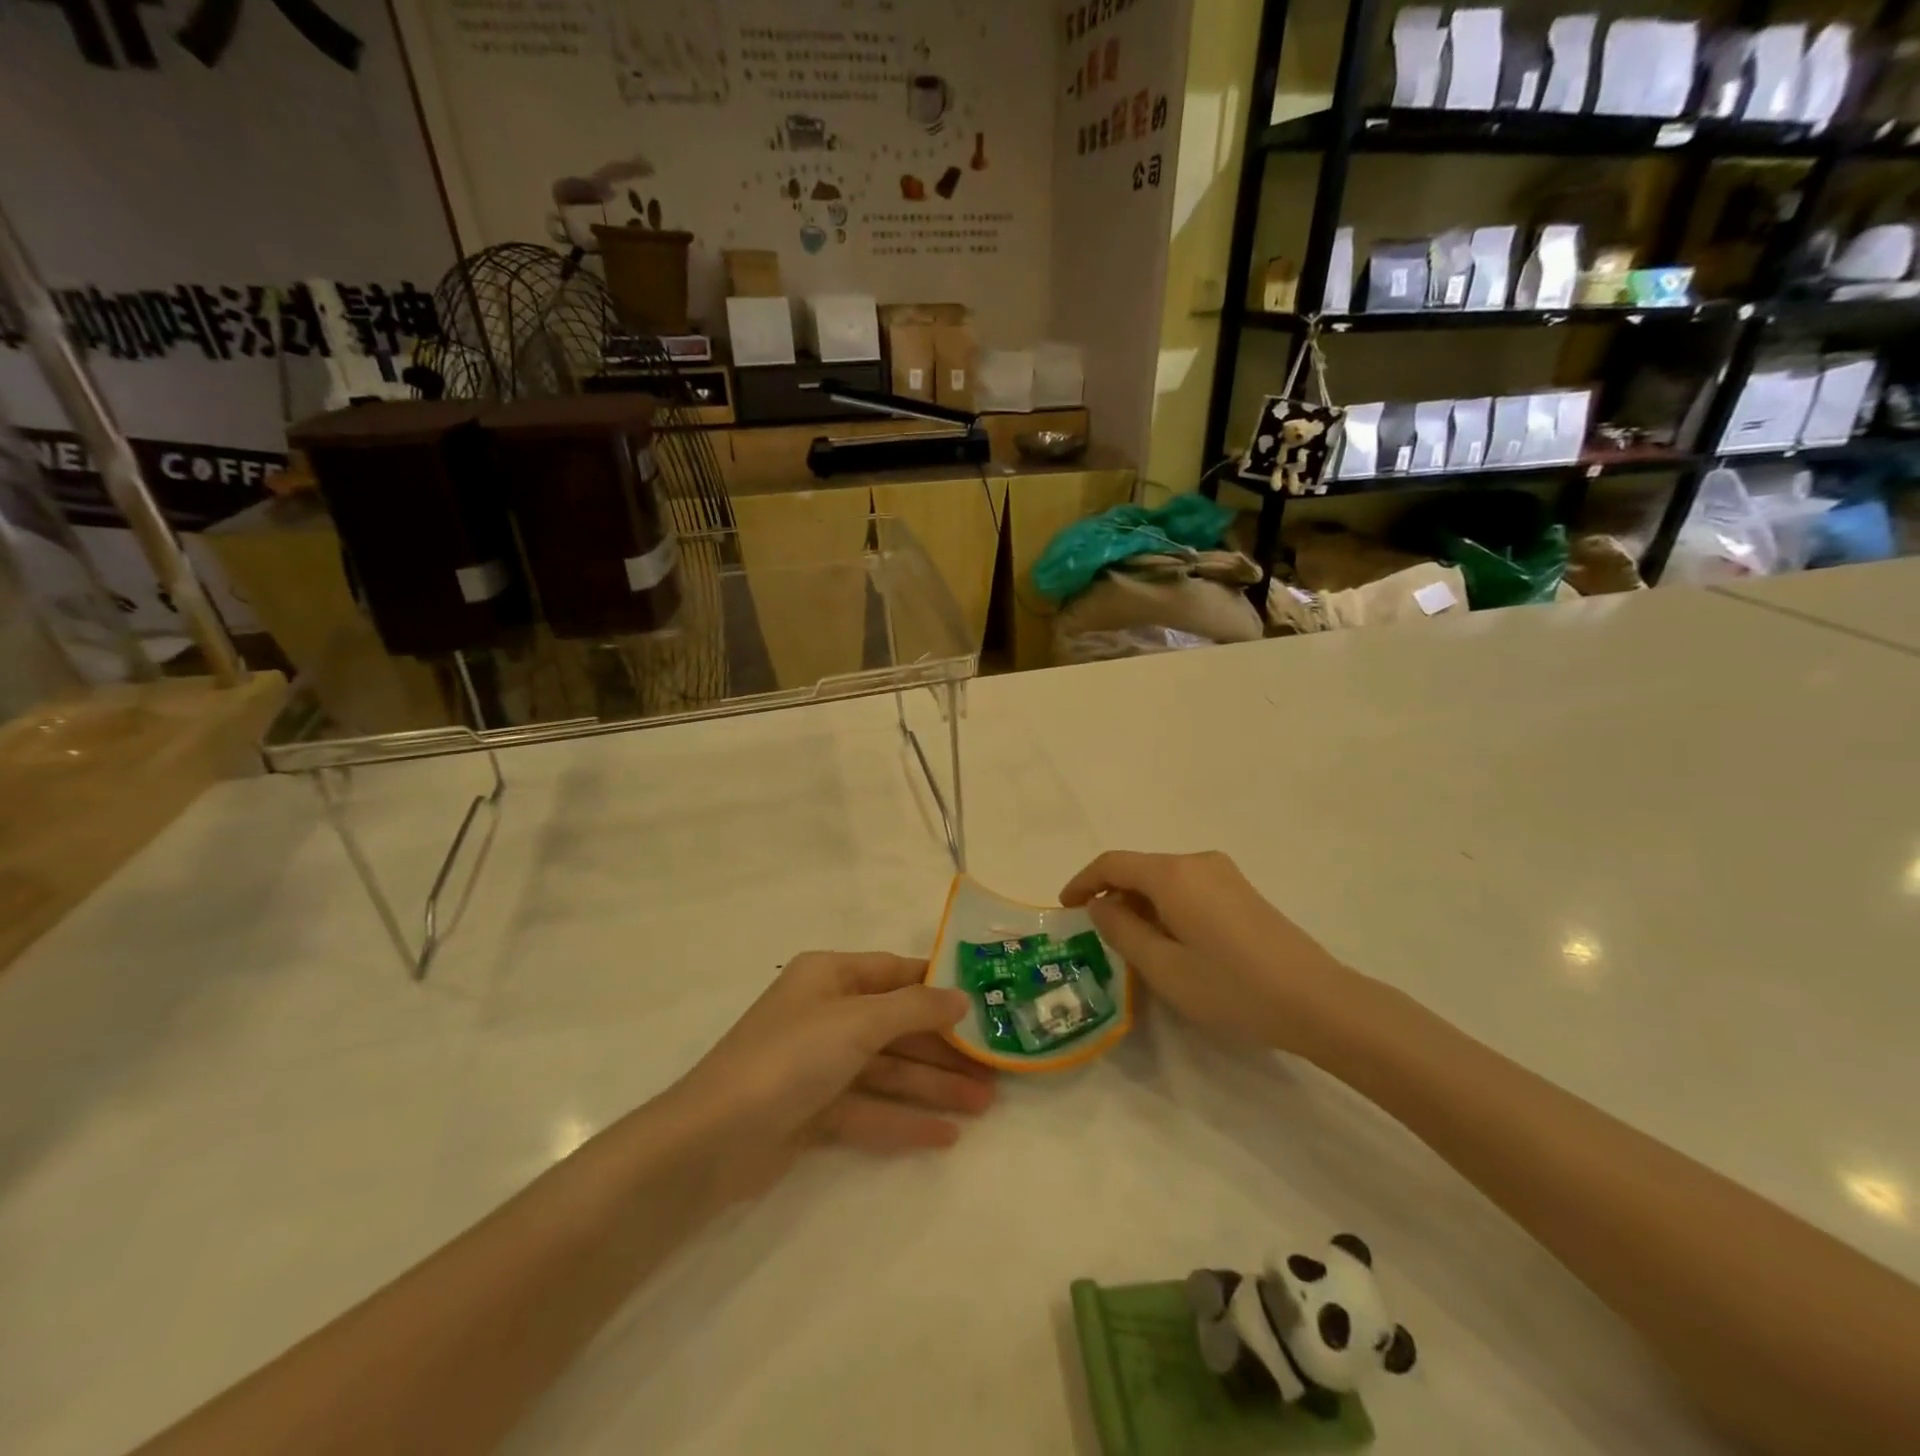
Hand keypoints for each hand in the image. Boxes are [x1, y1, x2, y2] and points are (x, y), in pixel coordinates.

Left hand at [665, 952, 994, 1199]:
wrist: (711, 1142)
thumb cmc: (790, 1058)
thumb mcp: (857, 1022)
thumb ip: (914, 1008)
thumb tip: (961, 996)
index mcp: (829, 978)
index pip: (895, 973)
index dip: (939, 988)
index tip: (984, 1003)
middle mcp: (825, 1014)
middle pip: (896, 1027)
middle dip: (944, 1048)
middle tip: (995, 1068)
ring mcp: (819, 1066)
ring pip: (887, 1070)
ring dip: (933, 1086)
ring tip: (985, 1106)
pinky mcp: (813, 1112)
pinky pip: (869, 1110)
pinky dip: (903, 1121)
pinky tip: (945, 1137)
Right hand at [1059, 851, 1349, 1050]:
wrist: (1318, 1002)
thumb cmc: (1232, 987)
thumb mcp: (1164, 968)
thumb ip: (1122, 931)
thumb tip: (1101, 906)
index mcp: (1174, 874)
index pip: (1113, 863)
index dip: (1083, 882)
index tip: (1065, 908)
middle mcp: (1197, 862)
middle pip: (1139, 868)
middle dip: (1112, 895)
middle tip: (1097, 935)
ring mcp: (1224, 874)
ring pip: (1164, 880)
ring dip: (1139, 904)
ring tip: (1131, 945)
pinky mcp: (1241, 891)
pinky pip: (1187, 888)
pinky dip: (1165, 907)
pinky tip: (1170, 942)